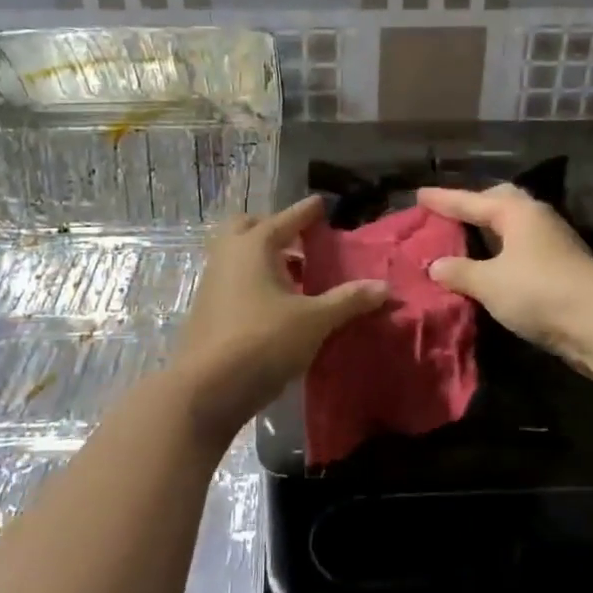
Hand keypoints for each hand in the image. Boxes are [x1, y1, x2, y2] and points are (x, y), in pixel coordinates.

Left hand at [171, 195, 388, 439]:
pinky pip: (232, 278)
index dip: (306, 212)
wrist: (207, 388)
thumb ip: (349, 300)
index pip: (286, 219)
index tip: (321, 204)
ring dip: (263, 255)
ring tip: (294, 273)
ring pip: (237, 254)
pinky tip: (274, 302)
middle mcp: (228, 255)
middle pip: (249, 227)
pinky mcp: (206, 308)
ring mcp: (212, 281)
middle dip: (274, 227)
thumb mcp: (315, 321)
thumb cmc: (264, 341)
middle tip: (300, 239)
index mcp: (254, 246)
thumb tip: (385, 287)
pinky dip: (253, 278)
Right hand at [418, 184, 592, 368]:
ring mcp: (553, 243)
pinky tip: (492, 267)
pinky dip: (501, 253)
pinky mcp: (561, 268)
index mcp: (517, 212)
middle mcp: (537, 219)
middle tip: (449, 212)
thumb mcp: (489, 283)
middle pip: (500, 203)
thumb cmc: (539, 292)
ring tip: (466, 237)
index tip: (419, 194)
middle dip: (474, 205)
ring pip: (513, 227)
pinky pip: (521, 250)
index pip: (471, 201)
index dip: (444, 200)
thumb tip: (436, 265)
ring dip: (489, 230)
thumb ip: (460, 272)